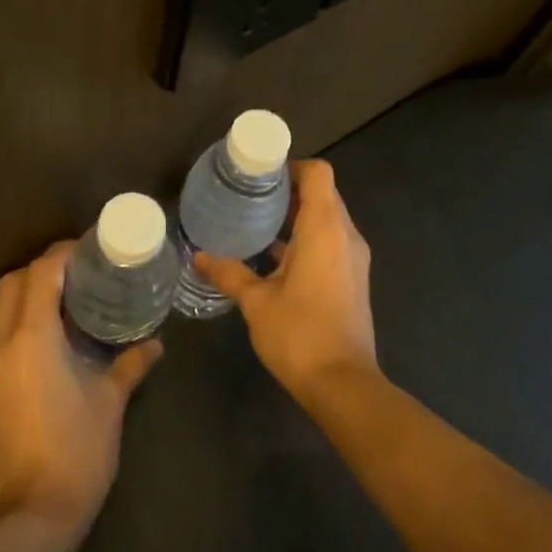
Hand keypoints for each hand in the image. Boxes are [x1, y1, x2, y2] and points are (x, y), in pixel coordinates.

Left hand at [0, 241, 162, 533]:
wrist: (35, 513)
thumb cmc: (79, 450)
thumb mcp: (110, 401)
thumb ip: (131, 364)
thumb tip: (155, 344)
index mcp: (32, 340)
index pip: (40, 275)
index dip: (61, 254)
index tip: (87, 249)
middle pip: (10, 284)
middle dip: (39, 269)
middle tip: (74, 273)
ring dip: (22, 294)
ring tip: (59, 299)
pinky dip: (13, 320)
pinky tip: (42, 336)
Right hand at [195, 159, 377, 403]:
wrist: (343, 384)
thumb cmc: (300, 334)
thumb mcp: (256, 302)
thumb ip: (228, 273)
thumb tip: (198, 256)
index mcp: (325, 229)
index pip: (318, 174)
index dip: (291, 167)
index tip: (260, 175)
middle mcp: (346, 236)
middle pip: (322, 194)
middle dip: (288, 191)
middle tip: (249, 195)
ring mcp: (353, 259)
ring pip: (327, 220)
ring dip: (296, 217)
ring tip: (256, 222)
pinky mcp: (352, 279)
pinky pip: (330, 243)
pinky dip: (305, 240)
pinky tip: (273, 257)